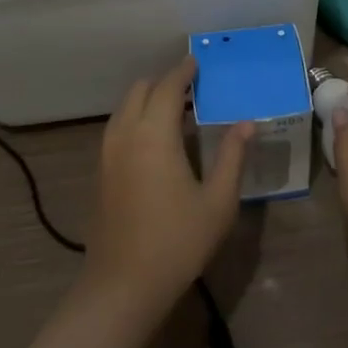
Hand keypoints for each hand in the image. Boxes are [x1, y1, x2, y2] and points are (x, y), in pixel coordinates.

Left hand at [84, 57, 251, 309]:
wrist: (122, 286)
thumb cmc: (177, 242)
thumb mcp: (218, 201)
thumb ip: (232, 157)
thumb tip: (247, 123)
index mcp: (154, 134)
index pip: (168, 87)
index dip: (183, 71)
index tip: (197, 61)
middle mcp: (125, 134)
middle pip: (140, 90)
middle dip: (164, 82)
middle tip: (191, 88)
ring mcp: (107, 154)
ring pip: (124, 108)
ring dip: (147, 99)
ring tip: (176, 111)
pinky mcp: (100, 173)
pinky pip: (117, 128)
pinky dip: (135, 118)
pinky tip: (155, 141)